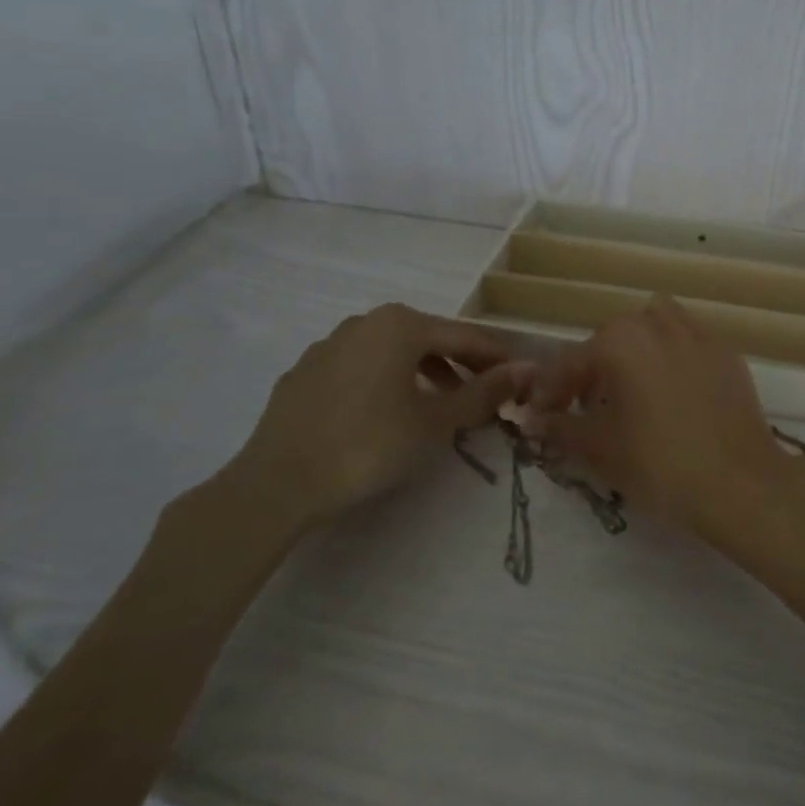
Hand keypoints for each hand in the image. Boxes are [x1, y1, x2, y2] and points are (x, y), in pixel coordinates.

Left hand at [228, 304, 530, 530]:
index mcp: (401, 324)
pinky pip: (360, 369)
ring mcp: (328, 346)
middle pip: (429, 339)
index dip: (498, 358)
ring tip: (440, 407)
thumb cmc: (369, 445)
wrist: (277, 483)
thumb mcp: (437, 421)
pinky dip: (385, 383)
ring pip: (392, 353)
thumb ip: (485, 392)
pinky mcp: (304, 373)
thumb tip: (527, 369)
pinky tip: (386, 416)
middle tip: (484, 397)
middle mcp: (365, 322)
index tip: (522, 380)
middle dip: (461, 366)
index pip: (466, 336)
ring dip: (424, 375)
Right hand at [528, 297, 804, 553]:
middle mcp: (658, 324)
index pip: (570, 361)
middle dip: (593, 368)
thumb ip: (560, 428)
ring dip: (635, 350)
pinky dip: (672, 357)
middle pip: (612, 338)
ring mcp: (699, 335)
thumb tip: (533, 419)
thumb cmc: (660, 465)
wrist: (741, 484)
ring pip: (654, 327)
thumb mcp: (599, 450)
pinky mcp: (727, 353)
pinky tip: (673, 394)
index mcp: (621, 340)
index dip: (549, 391)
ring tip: (631, 389)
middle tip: (585, 407)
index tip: (538, 416)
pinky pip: (689, 342)